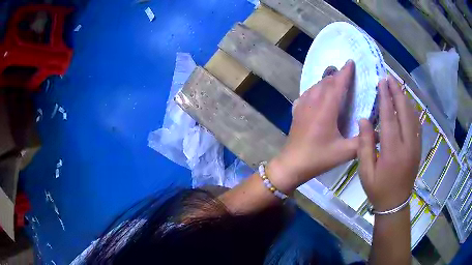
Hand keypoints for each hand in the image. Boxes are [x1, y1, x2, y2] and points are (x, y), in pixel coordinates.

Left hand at [268, 60, 358, 191]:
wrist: (292, 164)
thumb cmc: (319, 158)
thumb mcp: (344, 152)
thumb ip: (363, 141)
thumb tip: (380, 133)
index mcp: (326, 108)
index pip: (338, 83)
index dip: (345, 72)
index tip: (351, 61)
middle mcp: (313, 102)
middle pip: (326, 82)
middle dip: (337, 75)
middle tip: (347, 74)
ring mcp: (302, 105)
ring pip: (315, 86)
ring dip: (326, 81)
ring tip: (335, 81)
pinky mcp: (296, 111)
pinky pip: (307, 94)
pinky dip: (315, 90)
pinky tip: (318, 94)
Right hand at [357, 75, 420, 210]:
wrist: (395, 204)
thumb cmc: (378, 189)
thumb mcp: (365, 171)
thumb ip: (364, 145)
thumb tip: (364, 119)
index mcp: (393, 151)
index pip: (390, 117)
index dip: (386, 97)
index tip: (382, 82)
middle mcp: (408, 145)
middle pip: (405, 112)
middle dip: (397, 92)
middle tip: (390, 78)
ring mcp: (416, 146)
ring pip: (413, 116)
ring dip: (405, 99)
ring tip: (397, 87)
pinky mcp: (418, 148)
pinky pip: (417, 124)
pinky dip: (412, 110)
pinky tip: (407, 104)